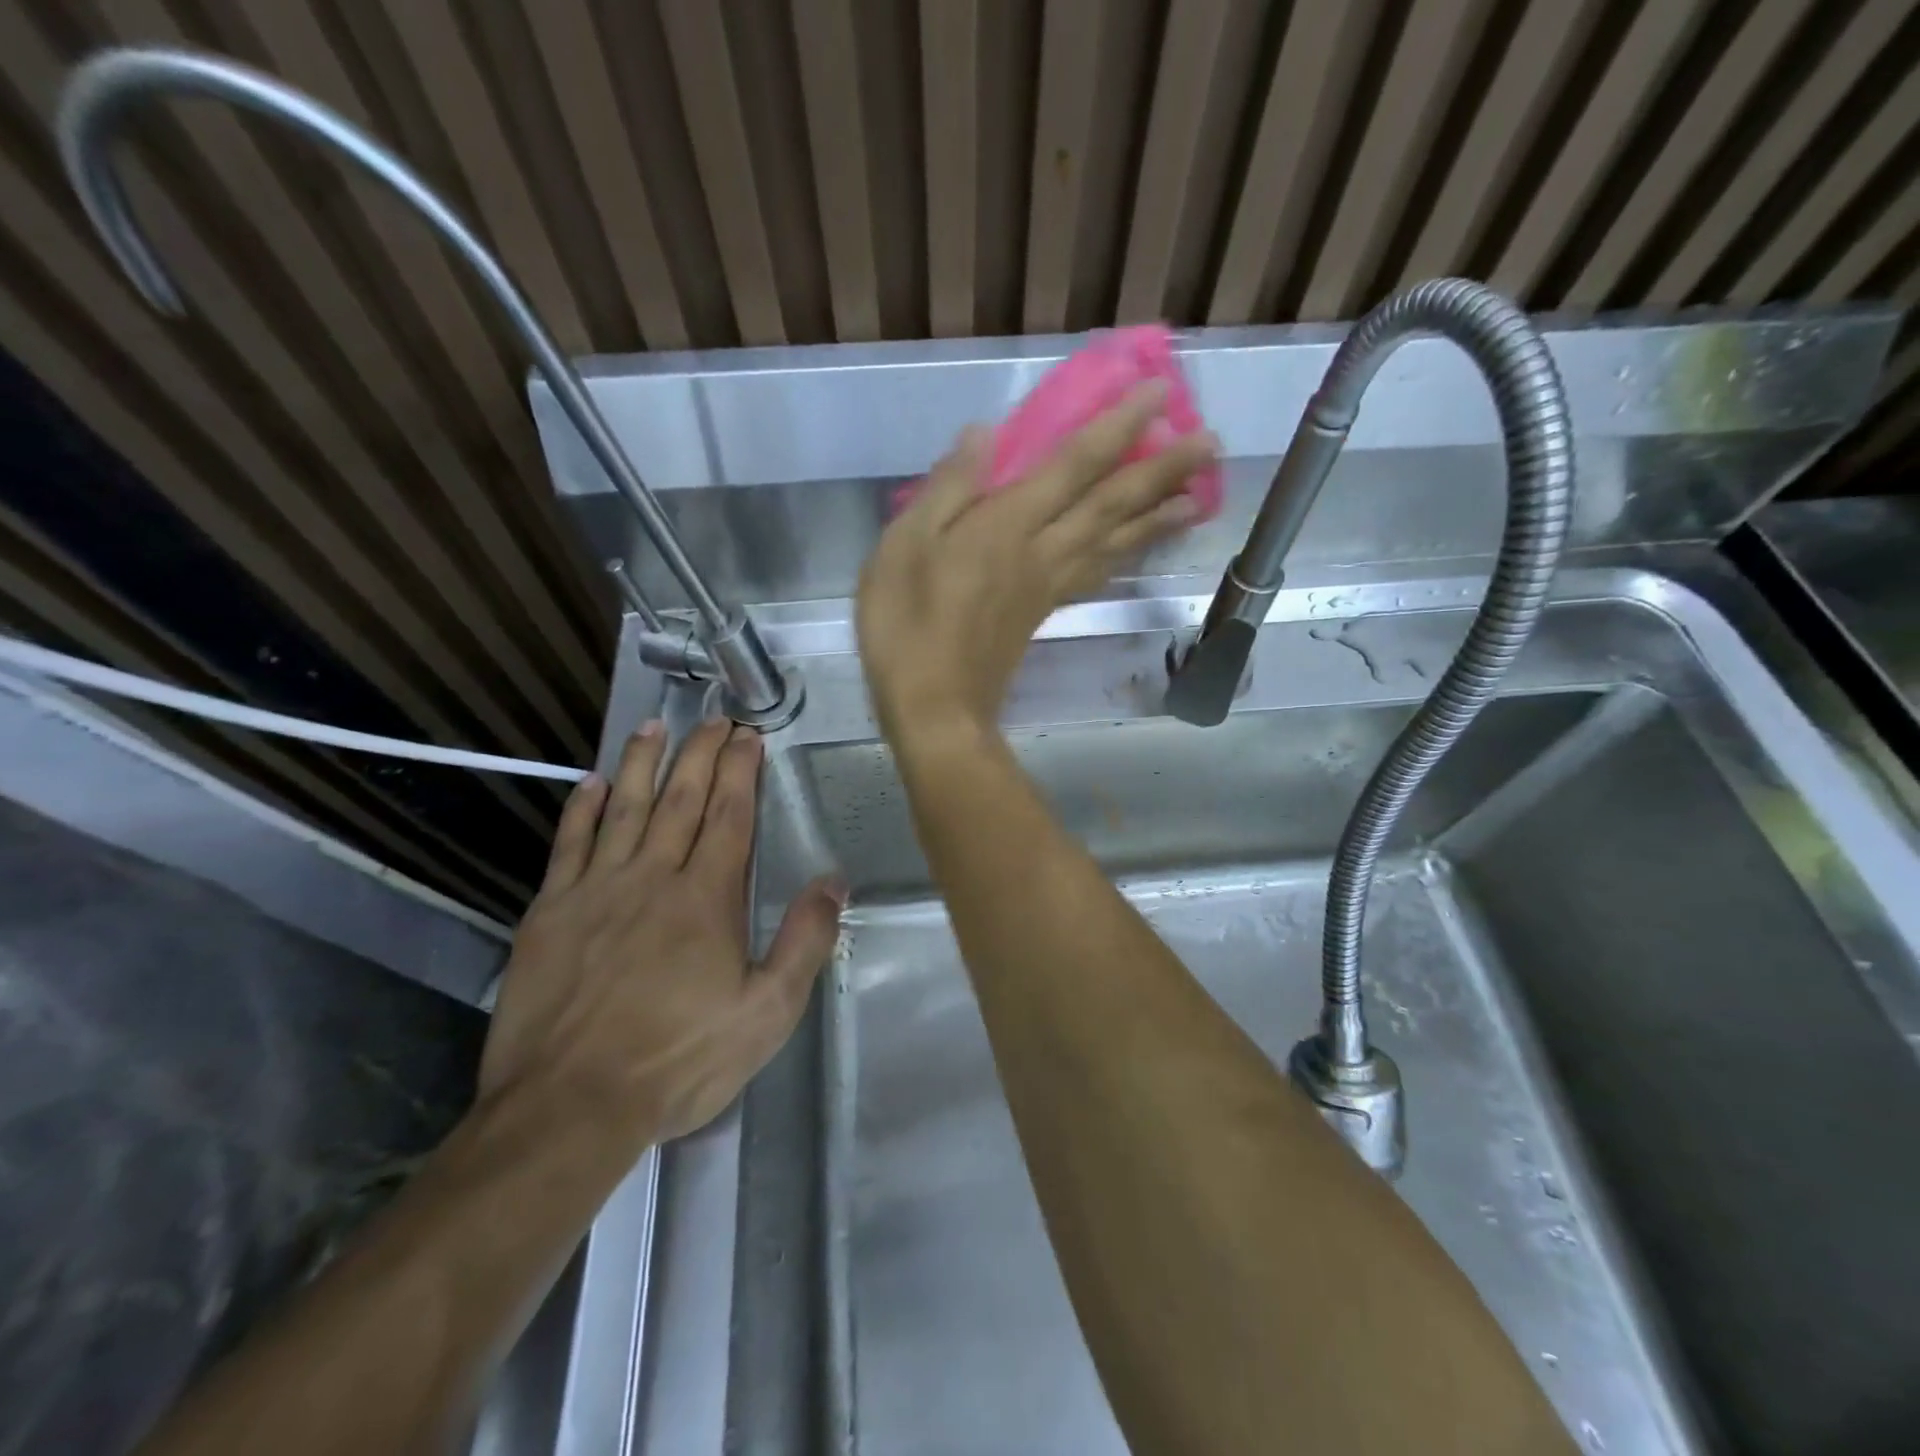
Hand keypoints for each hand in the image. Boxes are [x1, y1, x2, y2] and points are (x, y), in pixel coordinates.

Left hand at [479, 719, 844, 1143]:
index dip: (741, 771)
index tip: (749, 735)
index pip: (729, 816)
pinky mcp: (550, 914)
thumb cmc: (678, 1060)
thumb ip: (804, 942)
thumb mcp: (766, 1013)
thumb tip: (834, 882)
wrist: (568, 1108)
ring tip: (656, 726)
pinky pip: (569, 846)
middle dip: (701, 753)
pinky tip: (593, 783)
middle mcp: (652, 878)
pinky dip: (583, 810)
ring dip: (644, 763)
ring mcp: (596, 891)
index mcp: (706, 898)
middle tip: (714, 718)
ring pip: (625, 809)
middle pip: (681, 800)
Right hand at [857, 383, 1216, 743]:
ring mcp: (1047, 587)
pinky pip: (1095, 576)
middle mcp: (1042, 552)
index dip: (1119, 427)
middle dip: (1161, 471)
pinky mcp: (1042, 614)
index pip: (1075, 466)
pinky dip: (1123, 558)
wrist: (934, 709)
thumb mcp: (904, 547)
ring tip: (1197, 496)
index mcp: (1007, 527)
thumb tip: (985, 433)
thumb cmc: (906, 626)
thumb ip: (948, 488)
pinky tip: (1136, 550)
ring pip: (1114, 544)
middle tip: (1210, 444)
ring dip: (1157, 517)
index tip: (1161, 394)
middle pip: (1111, 506)